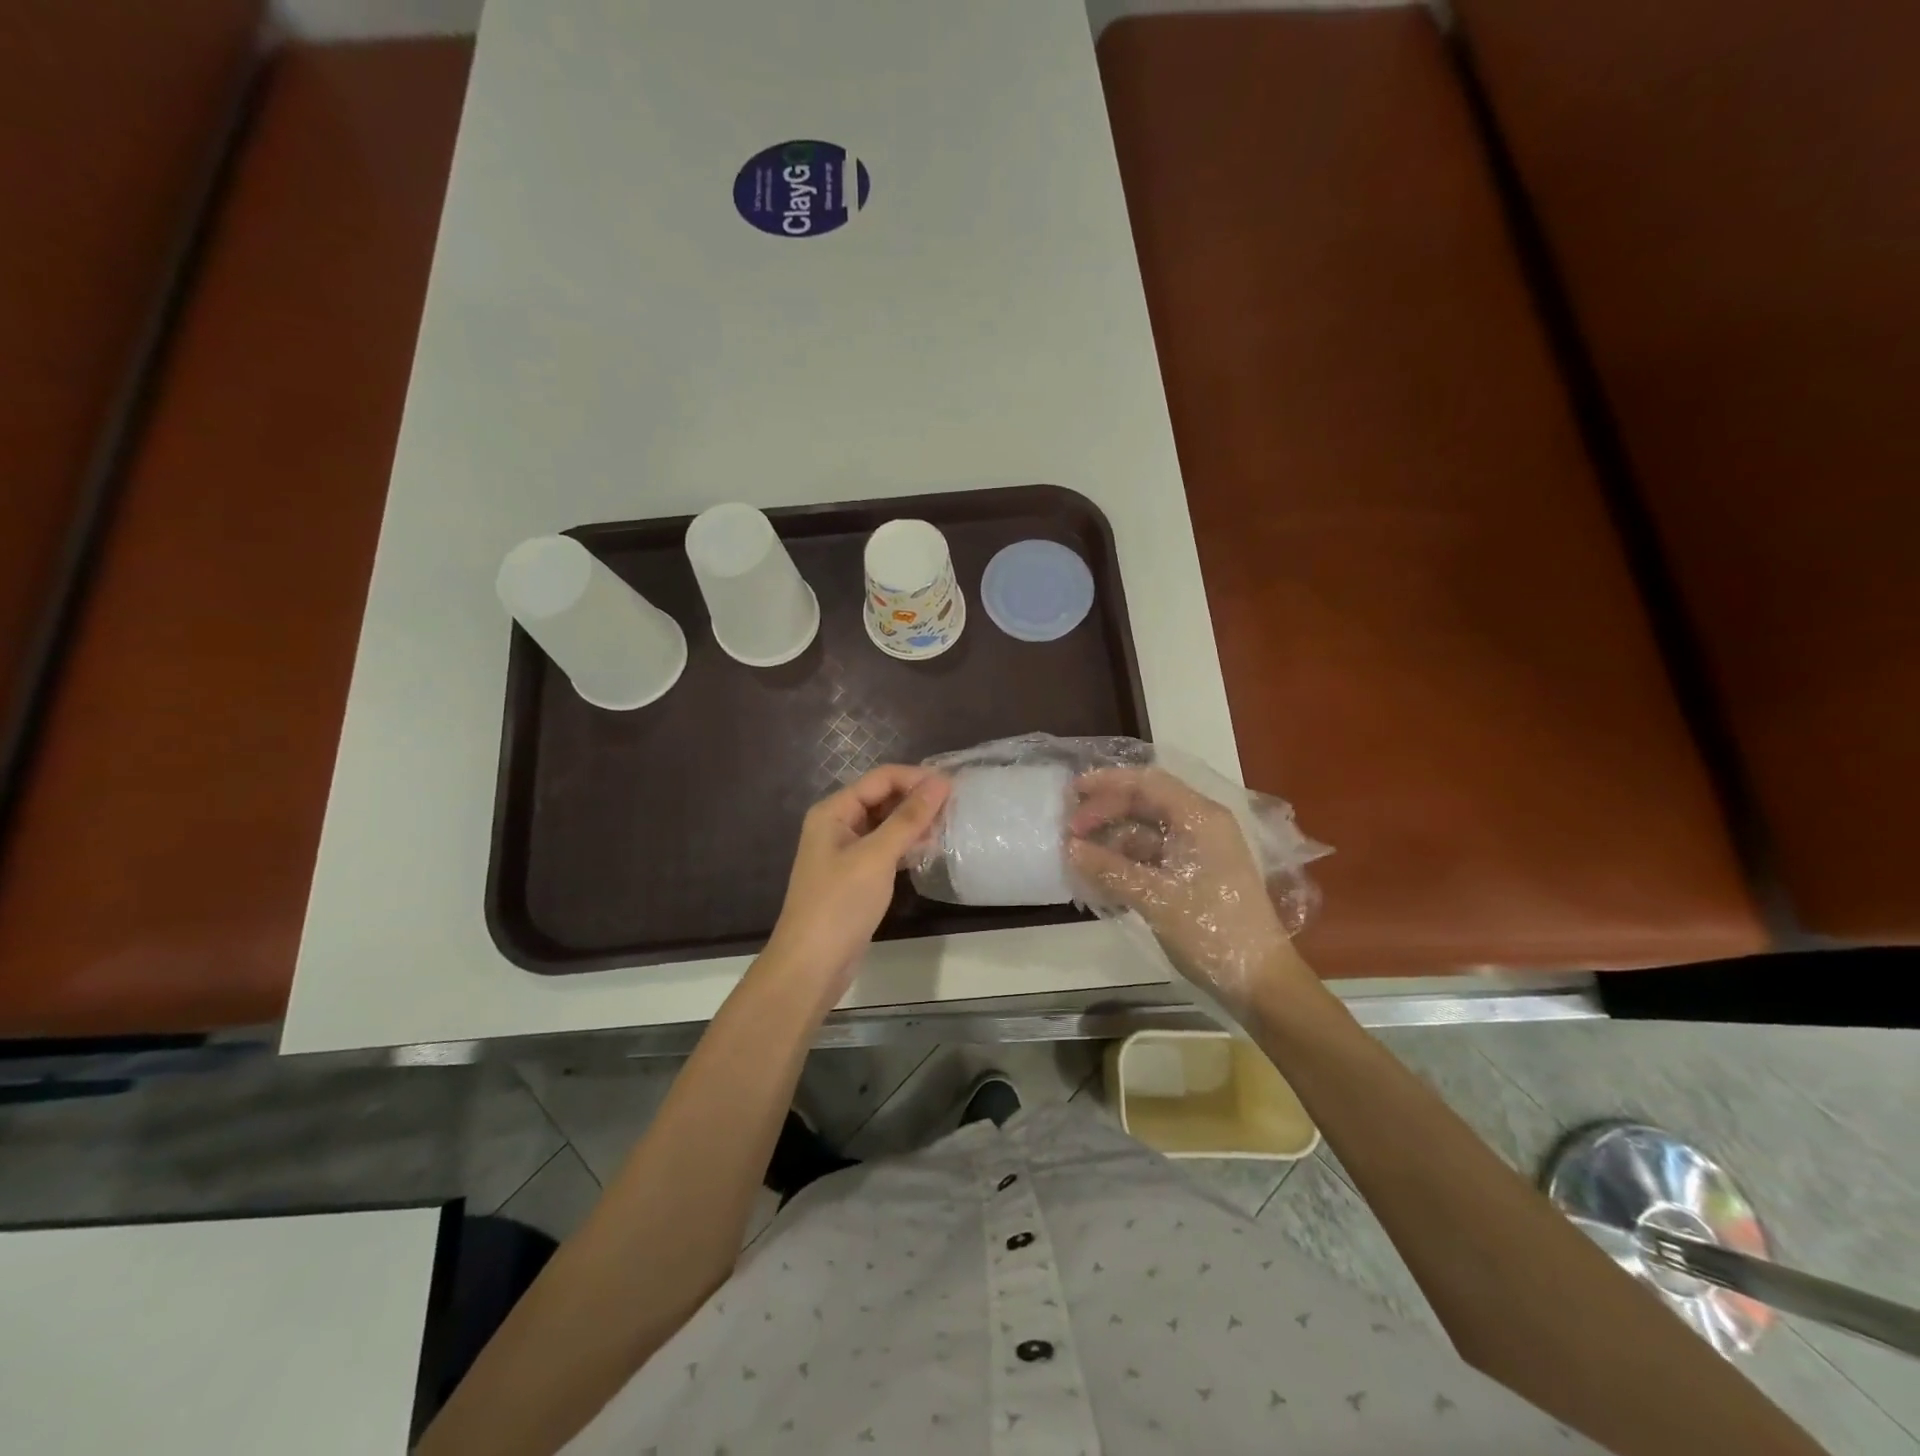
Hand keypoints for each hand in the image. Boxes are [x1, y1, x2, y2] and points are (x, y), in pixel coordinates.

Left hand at [765, 765, 951, 1000]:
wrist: (811, 965)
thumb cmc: (840, 904)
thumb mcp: (876, 856)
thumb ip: (909, 818)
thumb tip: (941, 782)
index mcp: (833, 811)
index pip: (881, 778)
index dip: (916, 778)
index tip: (954, 787)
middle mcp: (838, 824)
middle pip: (883, 798)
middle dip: (917, 800)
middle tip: (956, 807)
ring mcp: (846, 851)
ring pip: (886, 824)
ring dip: (915, 823)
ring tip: (949, 827)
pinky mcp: (857, 875)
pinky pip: (886, 848)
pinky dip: (907, 845)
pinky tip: (930, 850)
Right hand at [1066, 767, 1307, 1012]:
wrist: (1260, 982)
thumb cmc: (1213, 932)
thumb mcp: (1156, 899)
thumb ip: (1110, 869)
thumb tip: (1069, 848)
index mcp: (1200, 819)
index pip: (1147, 782)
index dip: (1107, 782)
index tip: (1072, 793)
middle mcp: (1201, 826)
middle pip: (1144, 803)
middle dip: (1105, 813)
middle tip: (1069, 832)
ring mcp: (1199, 851)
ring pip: (1145, 831)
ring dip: (1111, 840)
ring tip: (1078, 857)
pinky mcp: (1194, 875)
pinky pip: (1152, 856)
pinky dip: (1125, 862)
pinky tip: (1099, 877)